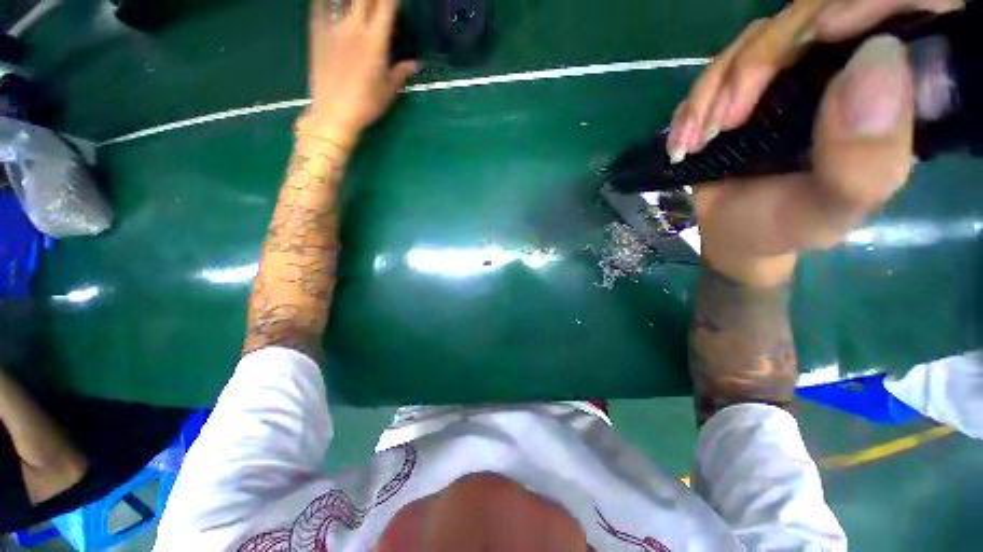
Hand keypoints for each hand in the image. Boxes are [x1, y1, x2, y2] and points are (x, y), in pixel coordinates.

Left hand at [302, 0, 417, 144]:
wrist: (333, 113)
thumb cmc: (366, 104)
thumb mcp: (388, 91)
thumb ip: (400, 73)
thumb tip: (414, 64)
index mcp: (375, 41)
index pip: (386, 6)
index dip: (392, 0)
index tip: (397, 2)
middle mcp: (354, 27)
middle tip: (378, 4)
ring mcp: (333, 26)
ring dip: (354, 2)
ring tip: (359, 7)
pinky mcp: (316, 31)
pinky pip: (320, 4)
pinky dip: (328, 1)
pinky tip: (334, 4)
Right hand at [672, 0, 959, 286]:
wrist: (737, 230)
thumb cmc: (788, 225)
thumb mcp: (832, 211)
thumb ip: (866, 159)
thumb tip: (877, 58)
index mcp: (891, 94)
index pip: (902, 11)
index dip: (866, 5)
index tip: (824, 35)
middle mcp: (846, 67)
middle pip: (812, 15)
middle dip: (761, 61)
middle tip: (725, 122)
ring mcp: (794, 69)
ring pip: (758, 37)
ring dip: (716, 89)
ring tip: (696, 142)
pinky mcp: (750, 82)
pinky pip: (722, 65)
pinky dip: (696, 101)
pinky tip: (685, 140)